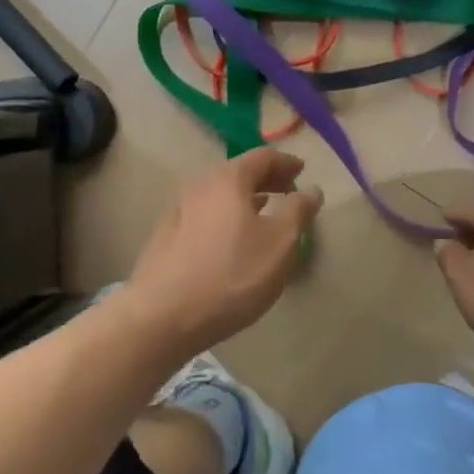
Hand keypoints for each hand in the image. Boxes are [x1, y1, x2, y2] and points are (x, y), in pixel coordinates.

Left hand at [125, 149, 323, 357]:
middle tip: (287, 190)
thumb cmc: (232, 274)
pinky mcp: (165, 236)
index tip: (302, 170)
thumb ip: (298, 211)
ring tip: (263, 211)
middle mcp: (199, 185)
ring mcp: (177, 210)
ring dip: (244, 198)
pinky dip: (225, 215)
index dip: (286, 162)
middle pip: (238, 172)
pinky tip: (232, 237)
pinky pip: (205, 213)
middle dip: (266, 179)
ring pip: (219, 194)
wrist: (162, 315)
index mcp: (228, 178)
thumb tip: (311, 190)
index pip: (263, 157)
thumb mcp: (280, 244)